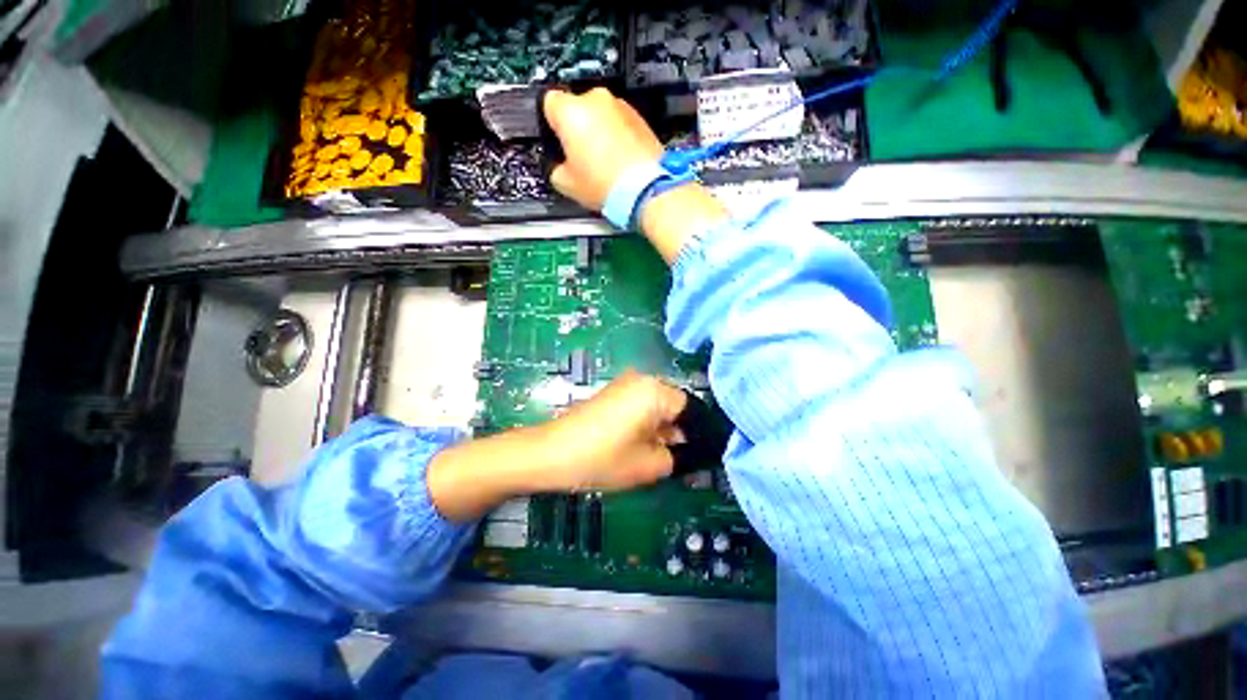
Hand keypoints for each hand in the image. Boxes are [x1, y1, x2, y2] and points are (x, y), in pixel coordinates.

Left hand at [427, 372, 686, 520]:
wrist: (550, 453)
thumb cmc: (601, 458)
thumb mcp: (648, 466)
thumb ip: (677, 458)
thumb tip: (685, 451)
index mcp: (655, 391)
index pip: (691, 408)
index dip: (696, 434)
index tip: (694, 456)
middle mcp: (642, 379)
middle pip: (672, 406)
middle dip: (677, 432)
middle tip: (674, 460)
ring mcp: (624, 384)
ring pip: (655, 407)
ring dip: (659, 430)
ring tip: (653, 456)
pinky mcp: (611, 393)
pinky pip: (639, 406)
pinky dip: (644, 424)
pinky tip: (636, 446)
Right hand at [543, 88, 663, 210]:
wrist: (644, 191)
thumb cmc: (606, 185)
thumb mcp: (566, 184)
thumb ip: (555, 167)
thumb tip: (559, 166)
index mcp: (570, 110)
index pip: (549, 102)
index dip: (551, 123)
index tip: (557, 140)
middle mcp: (596, 100)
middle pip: (577, 107)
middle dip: (577, 128)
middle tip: (581, 158)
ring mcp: (621, 107)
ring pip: (601, 114)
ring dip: (599, 132)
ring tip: (604, 163)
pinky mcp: (640, 118)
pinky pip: (621, 123)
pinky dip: (618, 137)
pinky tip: (619, 161)